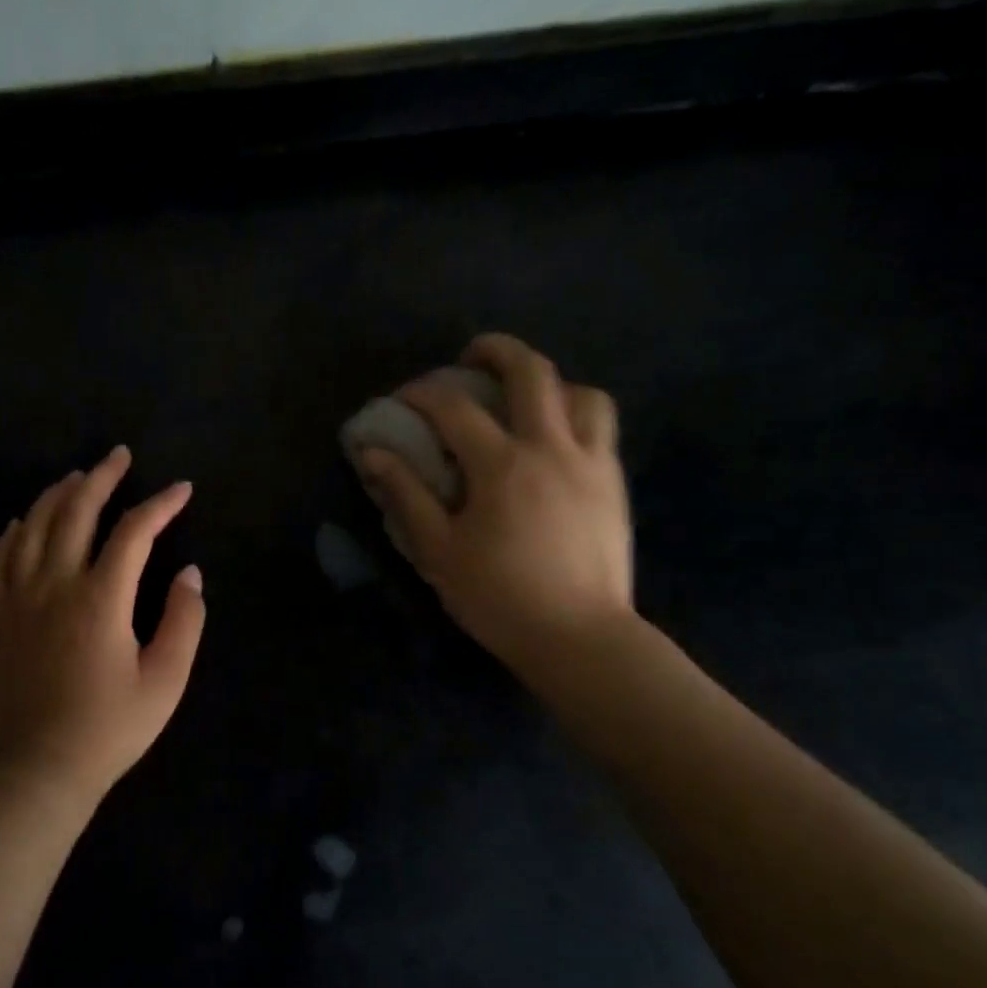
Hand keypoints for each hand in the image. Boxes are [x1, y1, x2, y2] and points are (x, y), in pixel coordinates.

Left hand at [0, 446, 205, 801]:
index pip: (134, 532)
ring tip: (77, 477)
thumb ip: (184, 620)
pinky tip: (23, 521)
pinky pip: (0, 558)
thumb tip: (190, 573)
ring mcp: (19, 597)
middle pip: (76, 512)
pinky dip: (14, 531)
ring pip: (34, 526)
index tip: (182, 489)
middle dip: (102, 478)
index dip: (161, 505)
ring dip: (58, 495)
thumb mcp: (166, 679)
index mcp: (101, 599)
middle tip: (120, 456)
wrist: (42, 767)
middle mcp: (55, 584)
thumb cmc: (111, 726)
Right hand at [358, 333, 632, 664]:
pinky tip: (553, 439)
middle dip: (497, 350)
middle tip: (471, 356)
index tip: (401, 399)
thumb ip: (406, 495)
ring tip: (523, 398)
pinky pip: (601, 425)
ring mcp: (591, 462)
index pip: (453, 407)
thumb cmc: (498, 597)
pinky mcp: (614, 482)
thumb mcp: (438, 551)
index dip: (421, 393)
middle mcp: (550, 448)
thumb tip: (372, 453)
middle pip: (531, 371)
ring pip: (580, 391)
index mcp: (500, 466)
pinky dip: (574, 412)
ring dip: (547, 382)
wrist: (579, 637)